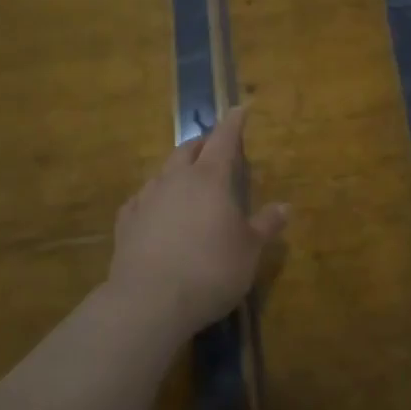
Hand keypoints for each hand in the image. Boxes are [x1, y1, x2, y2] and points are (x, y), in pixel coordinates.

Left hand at [108, 107, 289, 340]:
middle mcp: (176, 179)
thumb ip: (266, 225)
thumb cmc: (211, 269)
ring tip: (188, 180)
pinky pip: (142, 199)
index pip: (224, 138)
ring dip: (178, 169)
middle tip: (215, 148)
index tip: (240, 108)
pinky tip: (156, 211)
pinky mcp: (125, 222)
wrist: (149, 301)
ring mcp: (146, 198)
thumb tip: (285, 207)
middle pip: (189, 148)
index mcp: (210, 178)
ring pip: (163, 171)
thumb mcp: (250, 250)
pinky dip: (155, 197)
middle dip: (203, 144)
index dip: (234, 122)